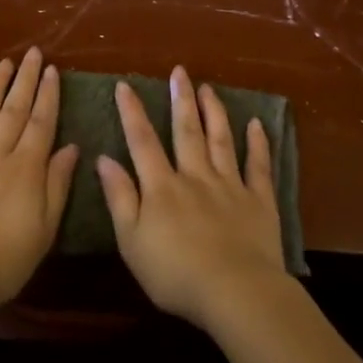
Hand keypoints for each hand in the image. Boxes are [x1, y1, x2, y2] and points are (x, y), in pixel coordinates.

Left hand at [0, 48, 79, 318]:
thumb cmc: (0, 262)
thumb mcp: (43, 230)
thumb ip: (57, 186)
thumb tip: (71, 147)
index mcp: (25, 169)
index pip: (40, 123)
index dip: (47, 95)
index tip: (52, 70)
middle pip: (14, 110)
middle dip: (25, 79)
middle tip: (32, 52)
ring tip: (5, 63)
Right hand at [97, 67, 288, 330]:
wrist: (235, 292)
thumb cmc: (175, 273)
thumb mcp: (131, 241)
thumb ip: (119, 197)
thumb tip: (103, 158)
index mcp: (162, 187)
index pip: (142, 141)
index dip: (132, 112)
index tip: (125, 85)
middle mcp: (196, 176)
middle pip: (186, 131)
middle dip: (181, 99)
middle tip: (180, 71)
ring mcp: (230, 186)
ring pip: (221, 140)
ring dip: (214, 112)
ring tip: (208, 88)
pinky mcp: (259, 201)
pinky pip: (258, 166)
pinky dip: (258, 144)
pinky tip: (256, 124)